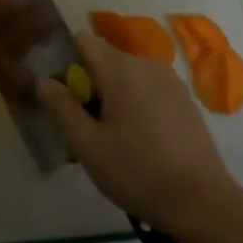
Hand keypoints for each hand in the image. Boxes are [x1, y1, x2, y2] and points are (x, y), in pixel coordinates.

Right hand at [38, 32, 238, 235]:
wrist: (199, 200)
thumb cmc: (135, 171)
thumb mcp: (86, 144)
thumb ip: (61, 107)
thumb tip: (44, 80)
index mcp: (121, 70)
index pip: (84, 41)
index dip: (66, 61)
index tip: (62, 95)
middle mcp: (147, 65)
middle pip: (106, 59)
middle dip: (89, 84)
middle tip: (83, 126)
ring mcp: (171, 82)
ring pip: (128, 76)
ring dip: (112, 96)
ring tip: (109, 137)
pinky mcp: (185, 100)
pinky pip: (148, 89)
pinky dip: (135, 103)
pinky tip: (137, 140)